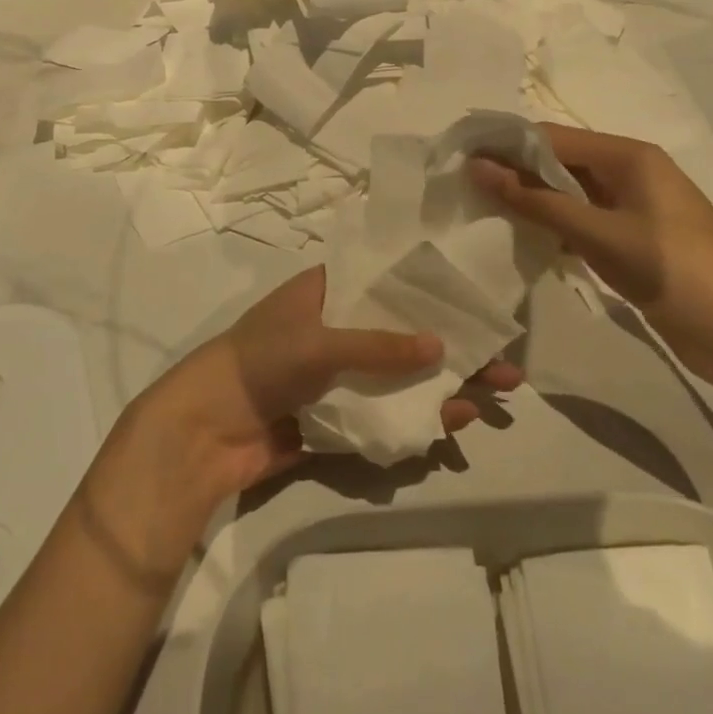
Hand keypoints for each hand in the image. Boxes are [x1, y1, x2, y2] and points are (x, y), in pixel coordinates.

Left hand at [139, 266, 522, 499]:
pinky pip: (385, 414)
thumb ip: (379, 345)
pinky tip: (453, 420)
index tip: (476, 297)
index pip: (388, 282)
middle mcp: (338, 330)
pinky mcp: (339, 417)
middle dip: (453, 348)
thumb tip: (441, 347)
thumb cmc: (260, 362)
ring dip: (443, 385)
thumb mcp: (320, 342)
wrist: (206, 431)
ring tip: (494, 396)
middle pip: (405, 335)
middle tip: (506, 361)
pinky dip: (417, 417)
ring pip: (401, 378)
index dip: (431, 290)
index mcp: (328, 294)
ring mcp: (340, 377)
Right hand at [469, 124, 712, 393]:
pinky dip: (555, 226)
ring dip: (533, 201)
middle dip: (516, 172)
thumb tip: (478, 168)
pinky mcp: (634, 239)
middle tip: (465, 188)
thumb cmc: (675, 271)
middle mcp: (631, 172)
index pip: (552, 137)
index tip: (460, 158)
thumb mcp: (600, 234)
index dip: (506, 145)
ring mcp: (634, 208)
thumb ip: (538, 201)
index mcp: (629, 156)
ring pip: (570, 193)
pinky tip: (525, 239)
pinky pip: (584, 220)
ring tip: (483, 210)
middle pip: (561, 162)